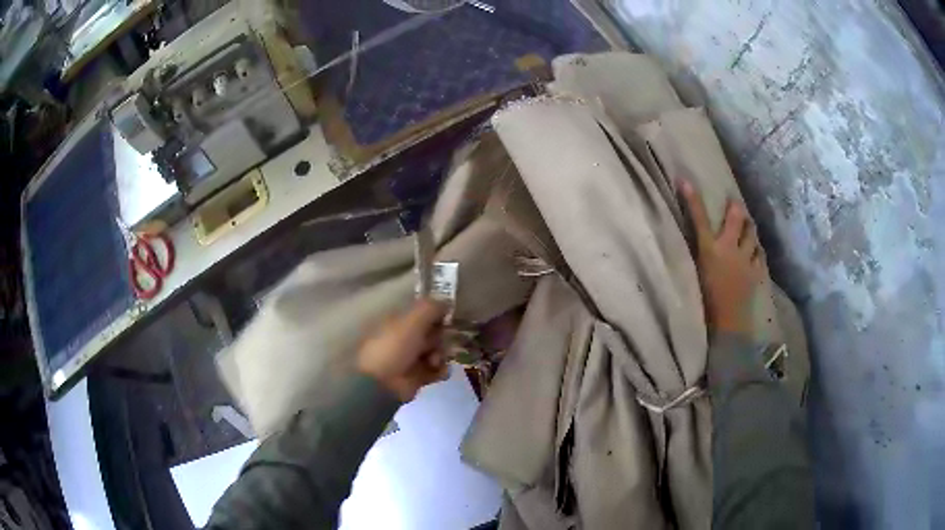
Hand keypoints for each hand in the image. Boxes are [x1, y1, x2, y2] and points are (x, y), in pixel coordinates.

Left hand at [356, 299, 448, 401]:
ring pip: (437, 350)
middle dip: (441, 336)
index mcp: (399, 320)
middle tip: (440, 341)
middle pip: (433, 332)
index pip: (423, 312)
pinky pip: (437, 369)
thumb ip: (431, 307)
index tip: (448, 315)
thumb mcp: (412, 320)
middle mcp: (405, 337)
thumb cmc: (394, 346)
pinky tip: (438, 371)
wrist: (382, 383)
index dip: (437, 313)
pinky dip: (440, 370)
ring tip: (434, 361)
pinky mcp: (418, 376)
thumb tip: (448, 300)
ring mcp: (411, 357)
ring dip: (441, 354)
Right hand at [680, 181, 765, 336]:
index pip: (699, 218)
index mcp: (709, 250)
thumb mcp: (696, 275)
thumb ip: (699, 255)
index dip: (692, 198)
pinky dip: (757, 250)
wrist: (728, 324)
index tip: (685, 180)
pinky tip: (755, 252)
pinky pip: (760, 254)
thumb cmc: (706, 303)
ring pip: (752, 233)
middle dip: (735, 208)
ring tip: (747, 226)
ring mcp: (746, 259)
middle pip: (736, 218)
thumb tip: (699, 241)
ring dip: (749, 228)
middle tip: (734, 204)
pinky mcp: (757, 271)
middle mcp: (729, 249)